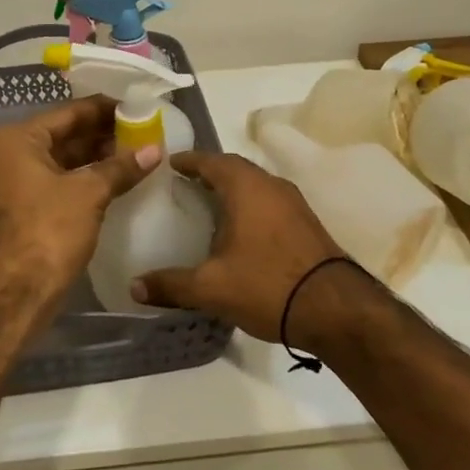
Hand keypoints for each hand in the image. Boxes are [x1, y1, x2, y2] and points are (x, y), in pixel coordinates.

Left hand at [0, 96, 159, 295]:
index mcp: (16, 139)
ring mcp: (11, 183)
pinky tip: (115, 179)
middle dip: (102, 134)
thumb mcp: (89, 193)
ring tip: (135, 153)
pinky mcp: (21, 208)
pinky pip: (57, 181)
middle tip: (141, 131)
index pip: (67, 113)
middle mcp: (8, 155)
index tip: (135, 107)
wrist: (14, 292)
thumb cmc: (48, 230)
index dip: (103, 109)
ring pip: (61, 160)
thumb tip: (154, 150)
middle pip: (63, 135)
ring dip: (95, 157)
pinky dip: (83, 178)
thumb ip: (121, 167)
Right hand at [130, 151, 345, 340]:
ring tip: (209, 206)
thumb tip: (134, 287)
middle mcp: (271, 185)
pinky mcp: (307, 223)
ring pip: (256, 185)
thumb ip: (171, 284)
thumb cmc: (267, 285)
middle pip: (235, 168)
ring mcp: (294, 203)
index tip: (169, 164)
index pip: (212, 160)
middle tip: (186, 184)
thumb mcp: (211, 288)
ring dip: (233, 189)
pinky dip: (250, 206)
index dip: (189, 160)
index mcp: (246, 187)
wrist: (335, 309)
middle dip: (210, 173)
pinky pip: (270, 202)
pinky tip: (241, 231)